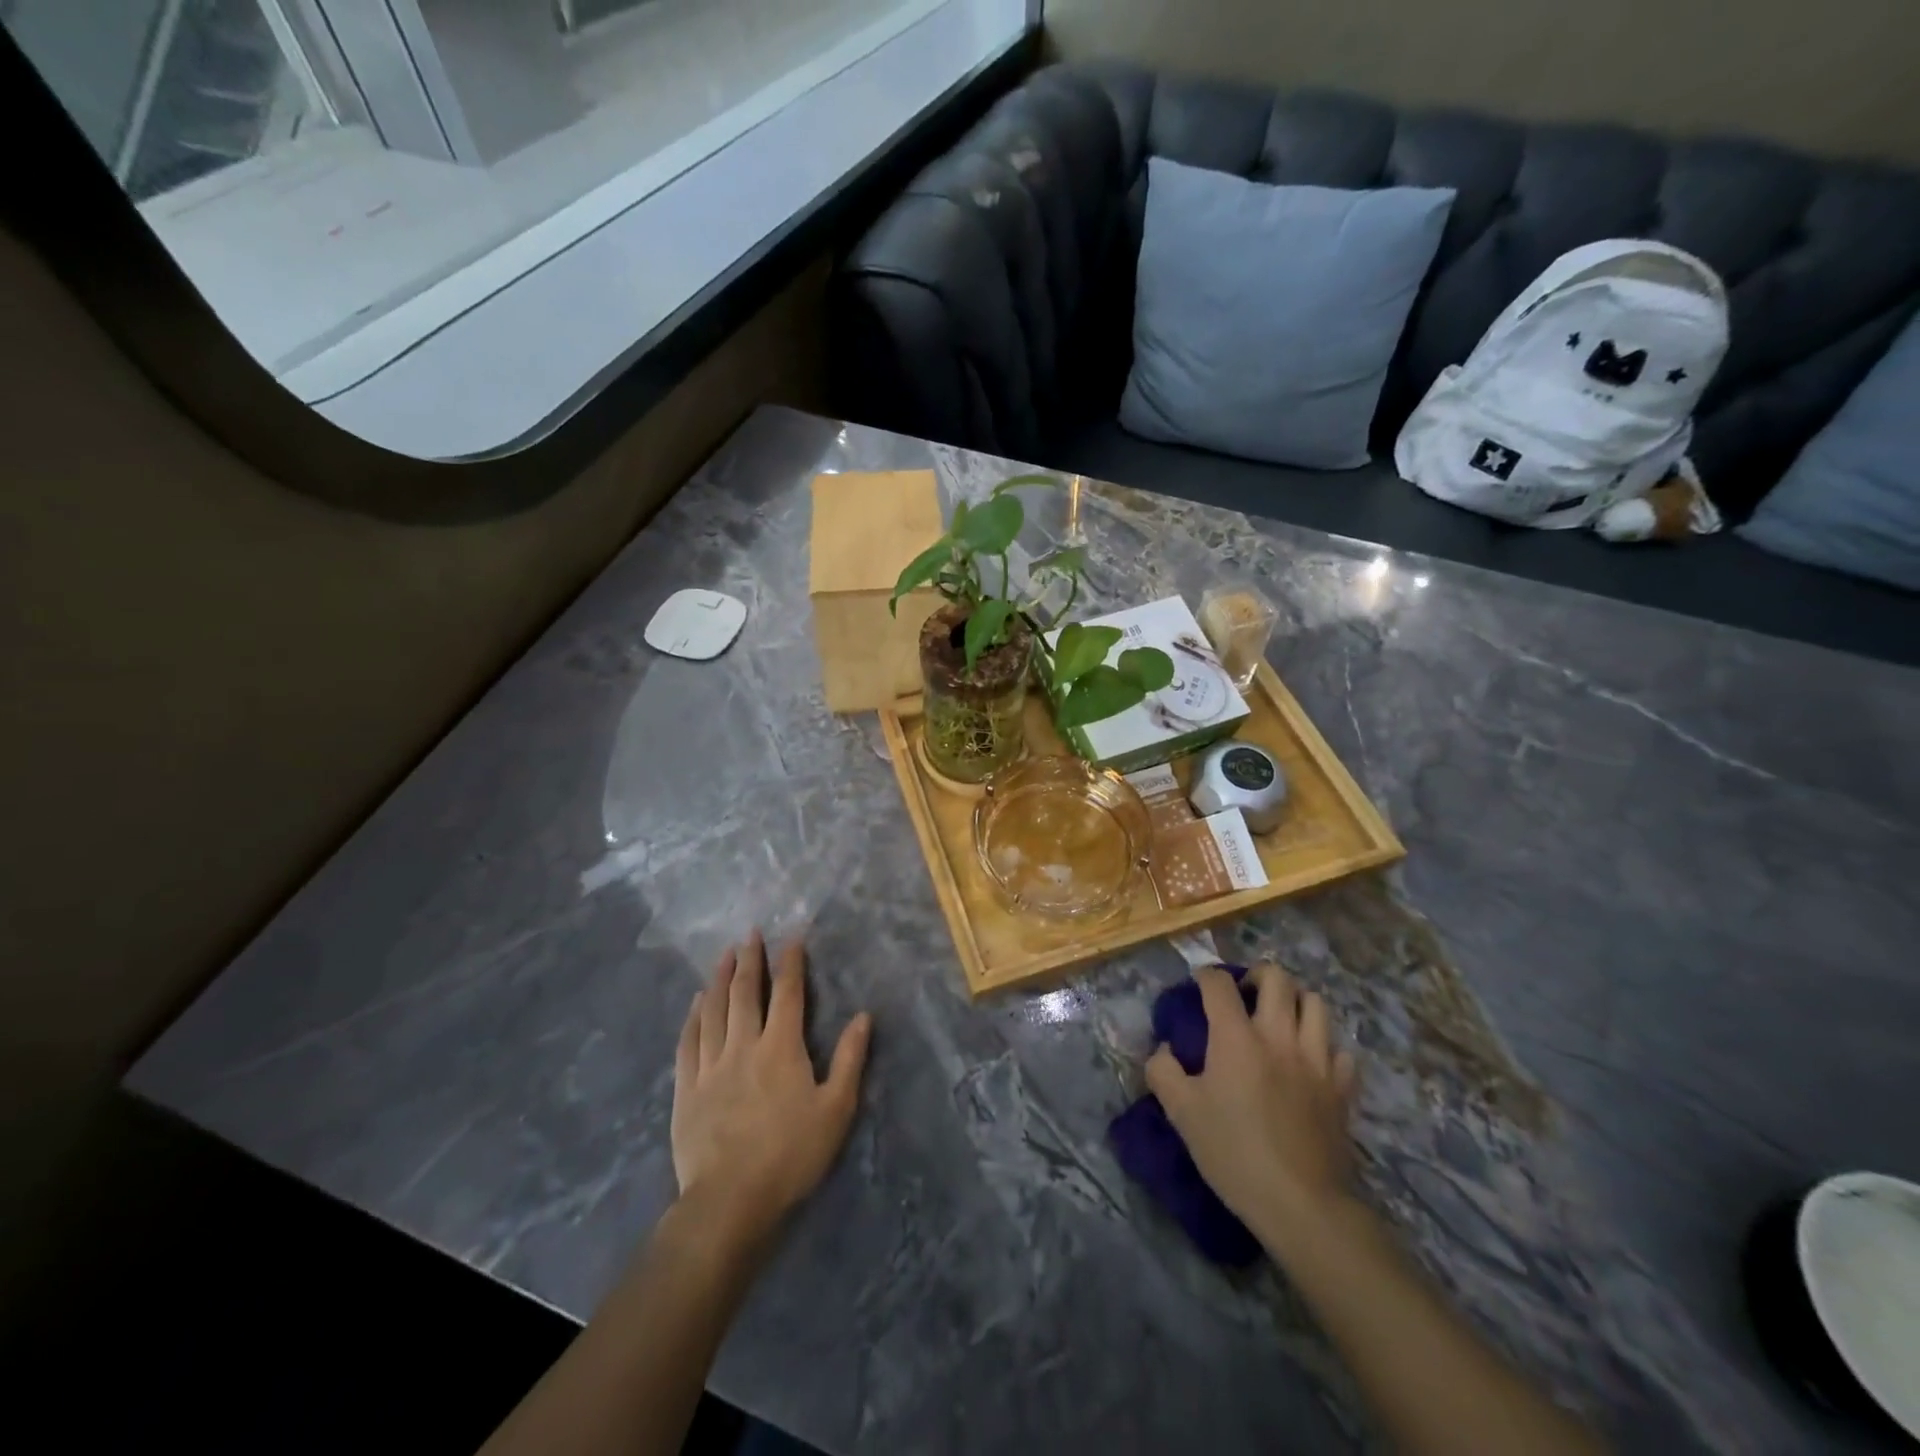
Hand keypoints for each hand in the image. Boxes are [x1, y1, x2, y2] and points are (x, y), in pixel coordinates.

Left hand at [672, 933, 872, 1248]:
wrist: (730, 1201)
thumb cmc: (791, 1155)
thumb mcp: (836, 1110)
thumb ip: (850, 1059)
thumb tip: (864, 1015)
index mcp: (782, 1048)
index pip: (788, 994)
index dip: (791, 963)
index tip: (792, 938)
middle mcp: (744, 1045)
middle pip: (745, 992)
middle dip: (749, 960)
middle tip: (750, 934)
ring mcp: (710, 1065)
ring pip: (713, 1010)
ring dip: (719, 978)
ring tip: (723, 955)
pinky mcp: (686, 1088)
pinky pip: (688, 1041)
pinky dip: (693, 1015)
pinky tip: (696, 1002)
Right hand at [1146, 963, 1357, 1247]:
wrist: (1300, 1204)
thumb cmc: (1233, 1153)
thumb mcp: (1180, 1112)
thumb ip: (1163, 1071)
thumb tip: (1164, 1049)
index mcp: (1237, 1037)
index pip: (1219, 984)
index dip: (1205, 976)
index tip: (1198, 986)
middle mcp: (1279, 1036)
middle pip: (1278, 978)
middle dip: (1257, 975)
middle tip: (1244, 994)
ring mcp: (1317, 1060)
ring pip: (1315, 1003)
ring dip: (1295, 1001)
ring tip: (1279, 1018)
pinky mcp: (1342, 1088)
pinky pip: (1339, 1050)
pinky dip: (1324, 1046)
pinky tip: (1310, 1062)